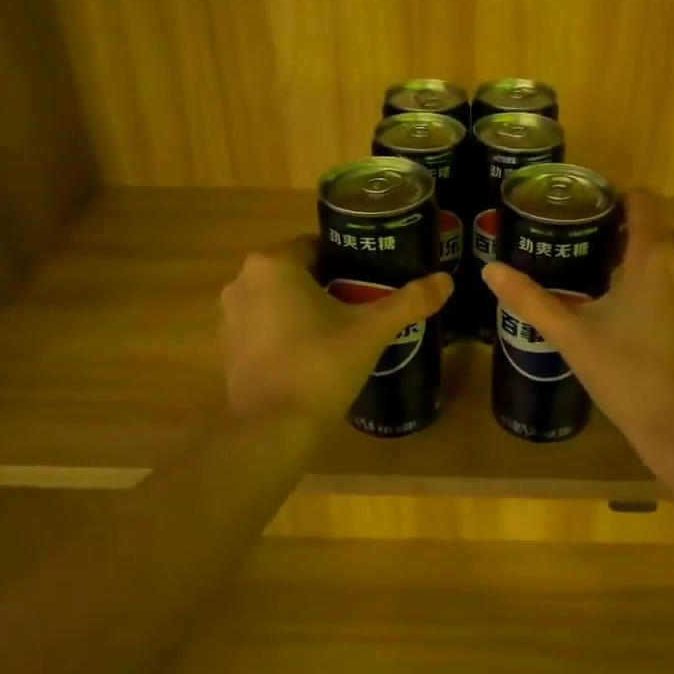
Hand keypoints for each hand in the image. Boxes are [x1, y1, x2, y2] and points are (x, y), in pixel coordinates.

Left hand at [220, 236, 452, 423]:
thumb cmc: (321, 365)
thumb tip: (446, 280)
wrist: (273, 427)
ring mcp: (229, 316)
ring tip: (342, 331)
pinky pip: (264, 327)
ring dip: (305, 309)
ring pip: (279, 300)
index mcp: (274, 264)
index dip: (348, 261)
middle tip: (364, 306)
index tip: (372, 280)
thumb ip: (409, 301)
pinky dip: (285, 333)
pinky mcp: (227, 348)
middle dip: (329, 285)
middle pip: (297, 273)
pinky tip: (313, 356)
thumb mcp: (371, 330)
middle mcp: (243, 281)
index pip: (317, 246)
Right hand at [483, 191, 673, 457]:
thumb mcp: (571, 336)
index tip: (592, 224)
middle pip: (658, 234)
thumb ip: (529, 298)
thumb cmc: (625, 375)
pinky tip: (661, 335)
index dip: (615, 203)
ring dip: (657, 274)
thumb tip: (491, 269)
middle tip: (597, 276)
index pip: (641, 200)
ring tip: (628, 308)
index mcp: (654, 254)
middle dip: (629, 247)